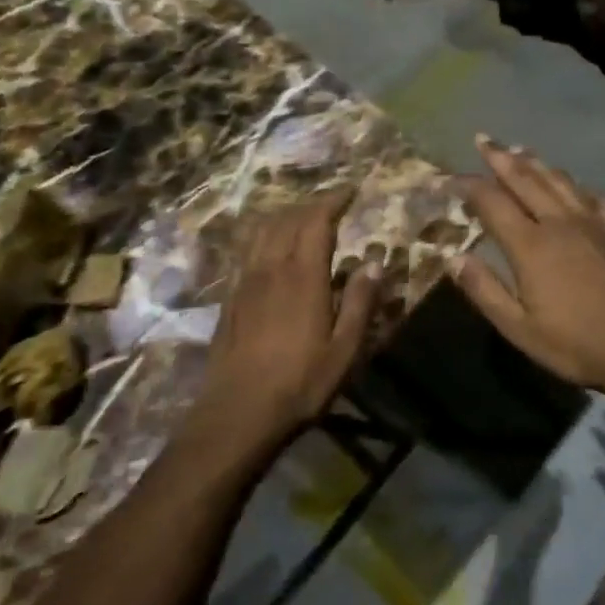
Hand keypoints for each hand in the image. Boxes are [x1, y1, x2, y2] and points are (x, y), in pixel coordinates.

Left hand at [191, 189, 379, 450]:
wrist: (237, 413)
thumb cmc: (300, 384)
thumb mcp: (344, 350)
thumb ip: (360, 302)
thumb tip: (375, 261)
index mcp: (303, 276)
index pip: (316, 222)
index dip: (333, 201)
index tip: (350, 191)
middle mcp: (270, 269)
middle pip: (287, 220)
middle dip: (311, 205)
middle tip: (331, 204)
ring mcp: (245, 282)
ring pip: (262, 232)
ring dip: (284, 216)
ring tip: (302, 218)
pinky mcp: (230, 299)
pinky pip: (247, 251)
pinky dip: (263, 237)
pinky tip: (270, 250)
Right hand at [452, 137, 604, 399]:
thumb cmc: (576, 344)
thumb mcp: (518, 328)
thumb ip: (484, 289)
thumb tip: (452, 257)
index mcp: (531, 245)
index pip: (491, 201)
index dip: (466, 185)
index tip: (447, 178)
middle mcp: (560, 222)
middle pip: (525, 179)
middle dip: (500, 157)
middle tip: (483, 139)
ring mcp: (594, 222)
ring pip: (559, 181)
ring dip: (536, 163)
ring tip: (520, 150)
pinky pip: (594, 197)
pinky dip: (577, 186)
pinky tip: (574, 187)